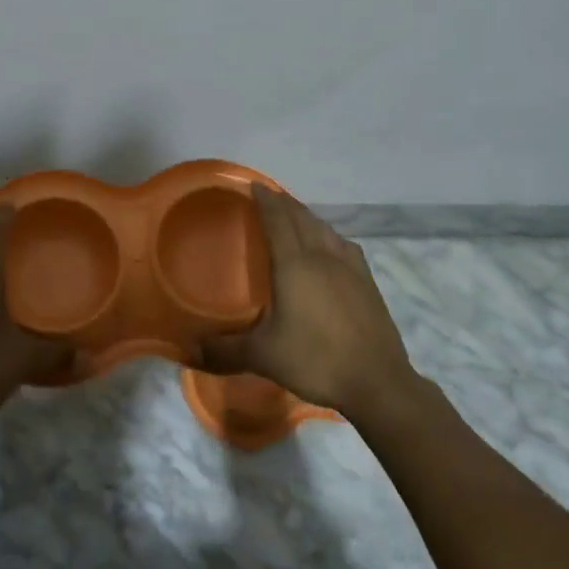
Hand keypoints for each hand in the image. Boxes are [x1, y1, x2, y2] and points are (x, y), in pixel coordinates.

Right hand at [196, 185, 417, 423]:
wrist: (378, 383)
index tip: (255, 185)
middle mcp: (323, 258)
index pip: (278, 221)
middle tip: (270, 195)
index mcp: (295, 266)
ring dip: (308, 217)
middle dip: (285, 203)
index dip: (266, 201)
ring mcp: (351, 270)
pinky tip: (333, 245)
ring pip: (326, 230)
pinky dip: (331, 236)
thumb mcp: (264, 356)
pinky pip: (345, 246)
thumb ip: (225, 351)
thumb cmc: (316, 360)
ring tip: (297, 215)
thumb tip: (190, 352)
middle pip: (302, 219)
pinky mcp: (368, 284)